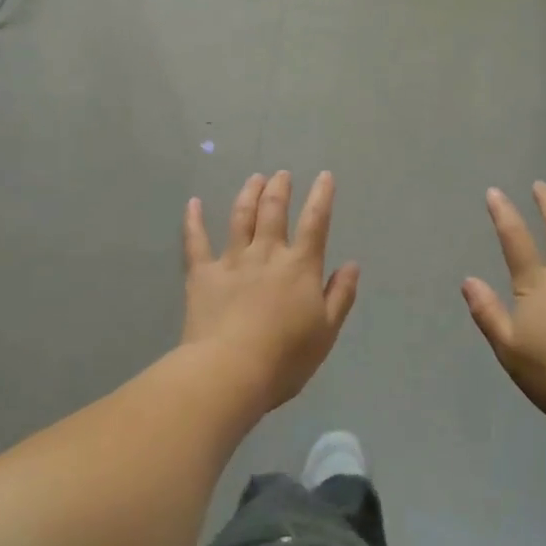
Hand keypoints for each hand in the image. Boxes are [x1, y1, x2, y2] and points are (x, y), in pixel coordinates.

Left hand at [182, 171, 359, 412]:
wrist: (230, 371)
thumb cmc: (286, 357)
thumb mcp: (326, 331)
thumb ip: (340, 295)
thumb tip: (352, 265)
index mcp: (300, 267)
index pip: (315, 223)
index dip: (321, 197)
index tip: (324, 176)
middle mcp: (267, 254)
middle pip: (274, 211)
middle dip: (280, 189)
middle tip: (281, 174)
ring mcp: (232, 261)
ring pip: (240, 218)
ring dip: (248, 194)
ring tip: (254, 178)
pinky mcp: (202, 275)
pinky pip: (196, 242)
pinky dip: (193, 220)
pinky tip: (193, 203)